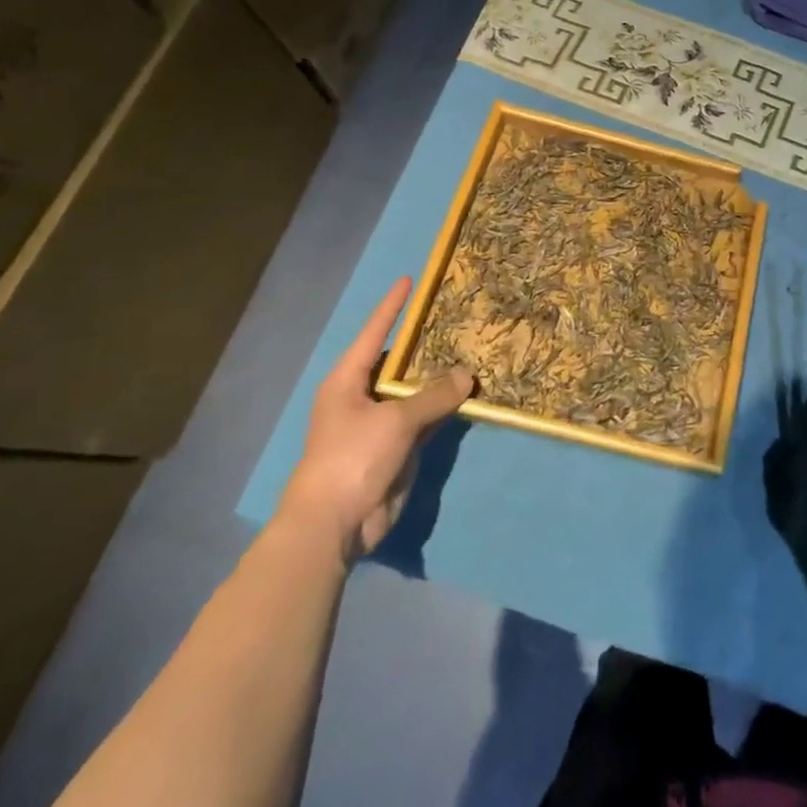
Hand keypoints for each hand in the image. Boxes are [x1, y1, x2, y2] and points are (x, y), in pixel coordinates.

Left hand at [276, 278, 473, 564]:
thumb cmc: (352, 460)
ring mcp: (381, 423)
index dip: (392, 307)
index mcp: (348, 381)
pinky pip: (426, 417)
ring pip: (416, 391)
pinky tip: (470, 393)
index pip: (374, 332)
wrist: (333, 526)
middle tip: (458, 316)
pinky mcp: (397, 447)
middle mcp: (363, 396)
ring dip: (441, 377)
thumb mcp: (395, 421)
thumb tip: (467, 375)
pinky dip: (445, 407)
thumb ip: (433, 395)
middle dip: (427, 342)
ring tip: (473, 349)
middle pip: (399, 361)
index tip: (408, 281)